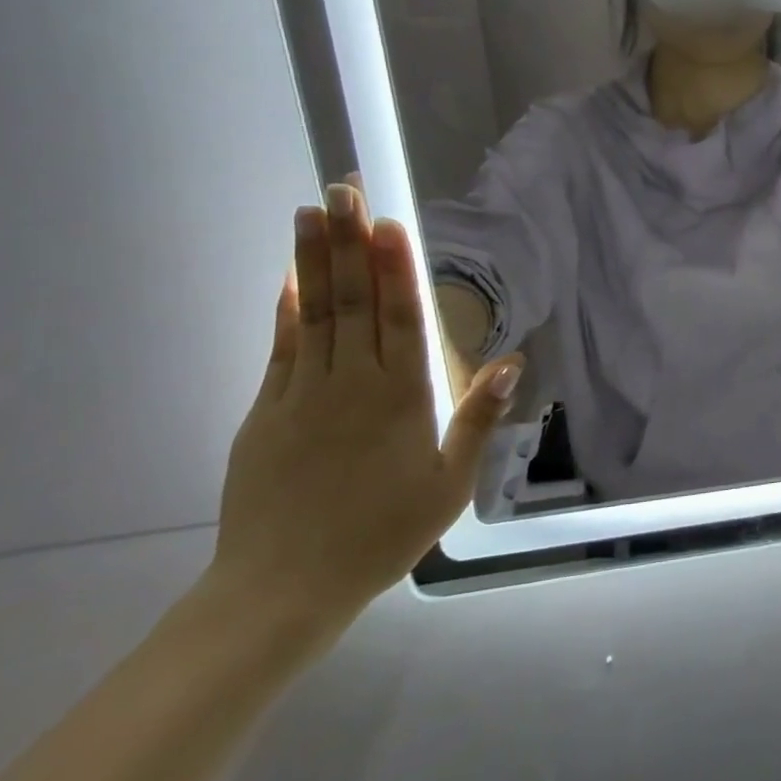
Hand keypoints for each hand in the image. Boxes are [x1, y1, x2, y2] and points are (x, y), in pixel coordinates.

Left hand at [209, 184, 522, 636]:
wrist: (282, 589)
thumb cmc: (381, 534)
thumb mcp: (449, 484)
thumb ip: (478, 418)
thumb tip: (512, 362)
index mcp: (400, 398)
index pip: (399, 317)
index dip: (394, 267)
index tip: (387, 222)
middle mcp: (351, 383)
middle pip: (352, 301)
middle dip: (348, 242)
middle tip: (341, 190)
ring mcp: (302, 395)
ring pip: (314, 313)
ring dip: (313, 260)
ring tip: (310, 212)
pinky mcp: (267, 412)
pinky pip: (281, 348)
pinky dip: (286, 310)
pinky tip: (289, 279)